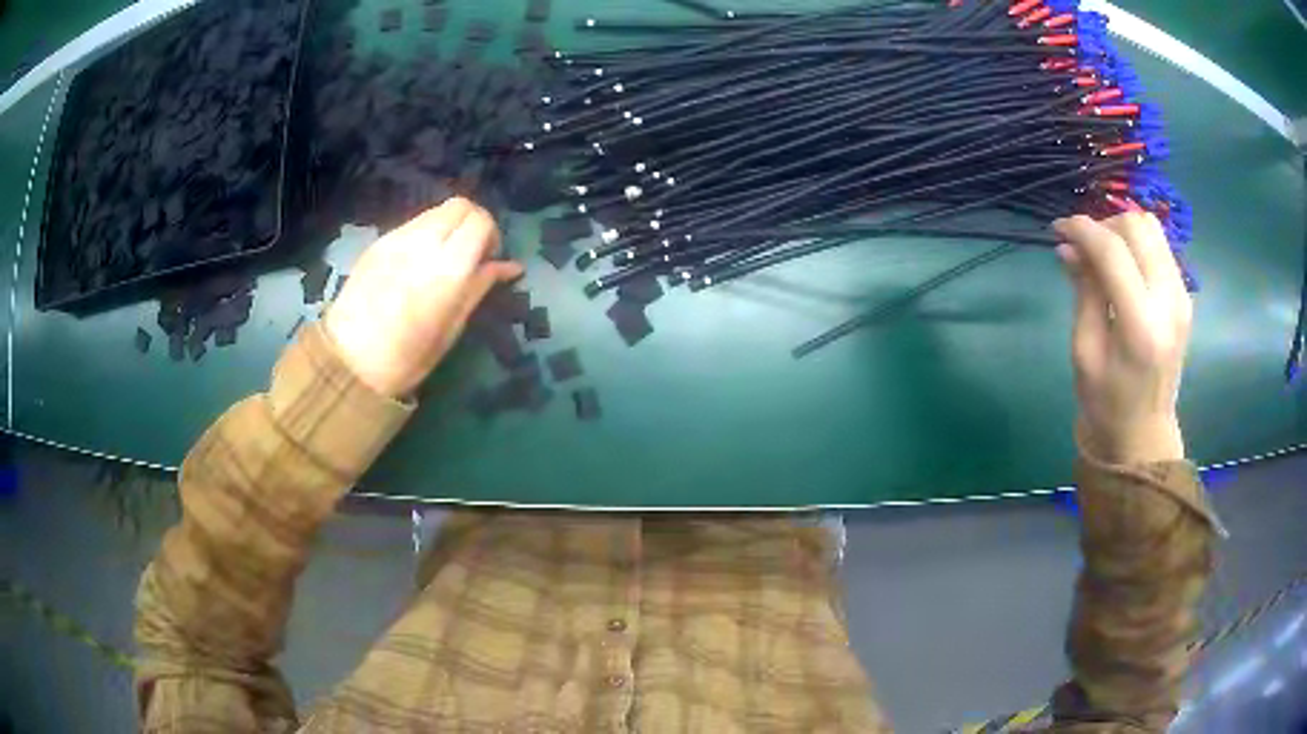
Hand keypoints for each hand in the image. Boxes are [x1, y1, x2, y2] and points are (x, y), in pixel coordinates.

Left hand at [325, 198, 522, 398]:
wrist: (348, 363)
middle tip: (470, 254)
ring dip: (448, 227)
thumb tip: (509, 266)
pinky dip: (426, 234)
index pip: (480, 221)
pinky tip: (417, 264)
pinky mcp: (378, 243)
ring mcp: (396, 238)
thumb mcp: (452, 328)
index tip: (488, 260)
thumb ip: (479, 287)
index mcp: (447, 268)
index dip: (491, 234)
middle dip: (473, 223)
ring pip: (435, 211)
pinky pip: (412, 224)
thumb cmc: (407, 358)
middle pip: (460, 205)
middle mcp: (423, 242)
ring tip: (442, 259)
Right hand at [1054, 213, 1191, 463]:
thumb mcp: (1085, 351)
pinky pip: (1160, 247)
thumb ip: (1084, 291)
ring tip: (1102, 253)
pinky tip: (1121, 265)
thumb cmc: (1107, 402)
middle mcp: (1169, 302)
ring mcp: (1182, 297)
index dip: (1082, 229)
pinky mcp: (1184, 296)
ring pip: (1151, 228)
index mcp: (1141, 326)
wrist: (1144, 433)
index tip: (1058, 230)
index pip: (1113, 251)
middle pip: (1136, 227)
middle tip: (1082, 246)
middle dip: (1103, 225)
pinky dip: (1136, 243)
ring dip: (1122, 230)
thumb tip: (1068, 246)